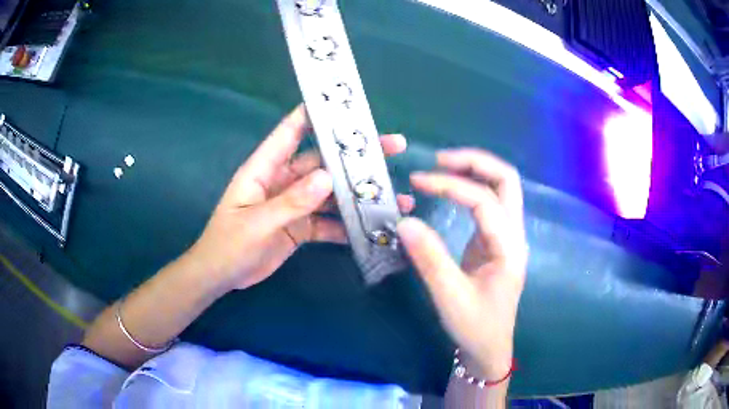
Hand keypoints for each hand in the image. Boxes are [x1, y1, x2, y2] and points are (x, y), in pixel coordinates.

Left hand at [187, 105, 413, 290]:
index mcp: (265, 168)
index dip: (315, 113)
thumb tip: (327, 178)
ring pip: (331, 193)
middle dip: (355, 155)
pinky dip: (348, 225)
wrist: (221, 276)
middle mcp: (283, 180)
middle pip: (323, 161)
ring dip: (359, 194)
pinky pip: (329, 222)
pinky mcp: (301, 226)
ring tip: (394, 197)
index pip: (291, 131)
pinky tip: (372, 229)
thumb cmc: (228, 244)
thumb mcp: (257, 223)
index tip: (346, 103)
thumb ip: (291, 202)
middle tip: (393, 146)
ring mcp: (294, 204)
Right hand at [397, 149, 527, 380]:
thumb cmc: (475, 326)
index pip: (484, 201)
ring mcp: (507, 236)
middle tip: (439, 160)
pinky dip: (471, 186)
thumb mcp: (450, 297)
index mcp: (508, 248)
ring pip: (502, 187)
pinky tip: (450, 187)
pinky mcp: (496, 241)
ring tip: (441, 167)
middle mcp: (514, 235)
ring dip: (475, 170)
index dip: (451, 185)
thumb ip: (429, 259)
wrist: (490, 347)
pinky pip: (490, 202)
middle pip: (507, 180)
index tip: (417, 181)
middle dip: (475, 162)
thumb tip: (404, 221)